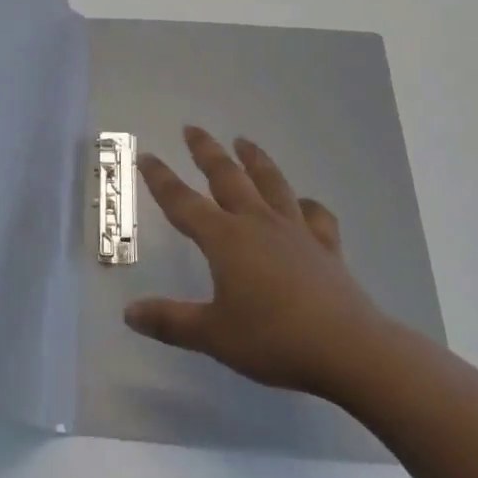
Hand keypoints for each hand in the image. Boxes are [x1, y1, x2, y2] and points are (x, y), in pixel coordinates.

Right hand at [124, 127, 390, 395]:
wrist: (348, 349)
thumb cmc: (273, 339)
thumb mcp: (213, 336)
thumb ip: (170, 321)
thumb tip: (129, 313)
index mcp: (224, 239)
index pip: (183, 202)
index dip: (161, 179)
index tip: (146, 155)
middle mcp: (257, 223)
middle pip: (227, 177)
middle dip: (207, 151)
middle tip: (192, 128)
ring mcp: (295, 231)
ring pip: (271, 183)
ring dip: (254, 160)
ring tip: (244, 141)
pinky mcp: (325, 247)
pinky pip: (315, 215)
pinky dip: (307, 204)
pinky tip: (303, 203)